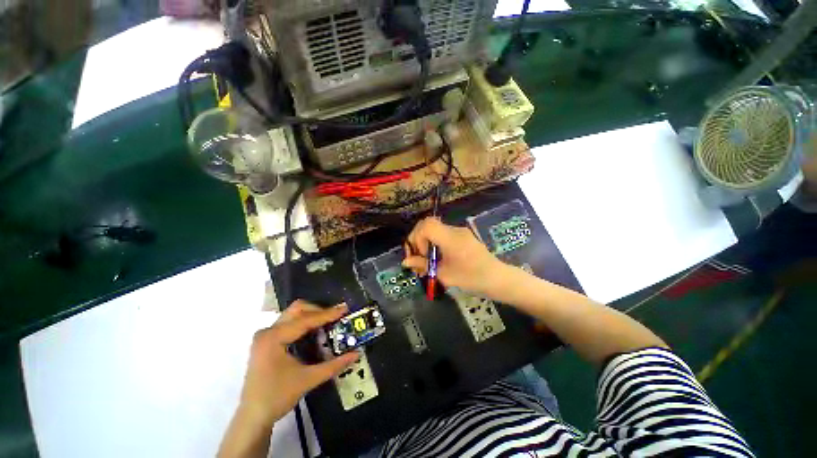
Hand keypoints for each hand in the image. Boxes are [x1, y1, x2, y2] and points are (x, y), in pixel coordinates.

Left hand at [237, 300, 358, 427]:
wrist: (253, 417)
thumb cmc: (277, 397)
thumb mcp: (308, 379)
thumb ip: (334, 365)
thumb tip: (357, 354)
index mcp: (274, 337)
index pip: (306, 320)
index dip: (328, 314)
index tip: (345, 309)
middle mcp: (268, 331)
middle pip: (298, 310)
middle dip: (319, 311)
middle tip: (335, 317)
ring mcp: (265, 336)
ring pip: (293, 315)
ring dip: (312, 316)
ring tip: (328, 323)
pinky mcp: (266, 341)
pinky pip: (289, 323)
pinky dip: (304, 323)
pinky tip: (314, 332)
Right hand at [403, 217, 506, 297]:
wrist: (499, 279)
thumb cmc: (472, 278)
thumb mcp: (445, 275)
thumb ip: (423, 265)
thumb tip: (405, 261)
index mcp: (450, 238)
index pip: (426, 225)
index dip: (417, 238)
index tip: (422, 255)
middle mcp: (454, 230)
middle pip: (427, 224)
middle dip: (418, 240)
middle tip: (418, 258)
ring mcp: (459, 232)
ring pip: (434, 230)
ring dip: (426, 243)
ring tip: (426, 263)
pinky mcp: (463, 237)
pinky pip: (442, 235)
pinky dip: (435, 244)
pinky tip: (437, 260)